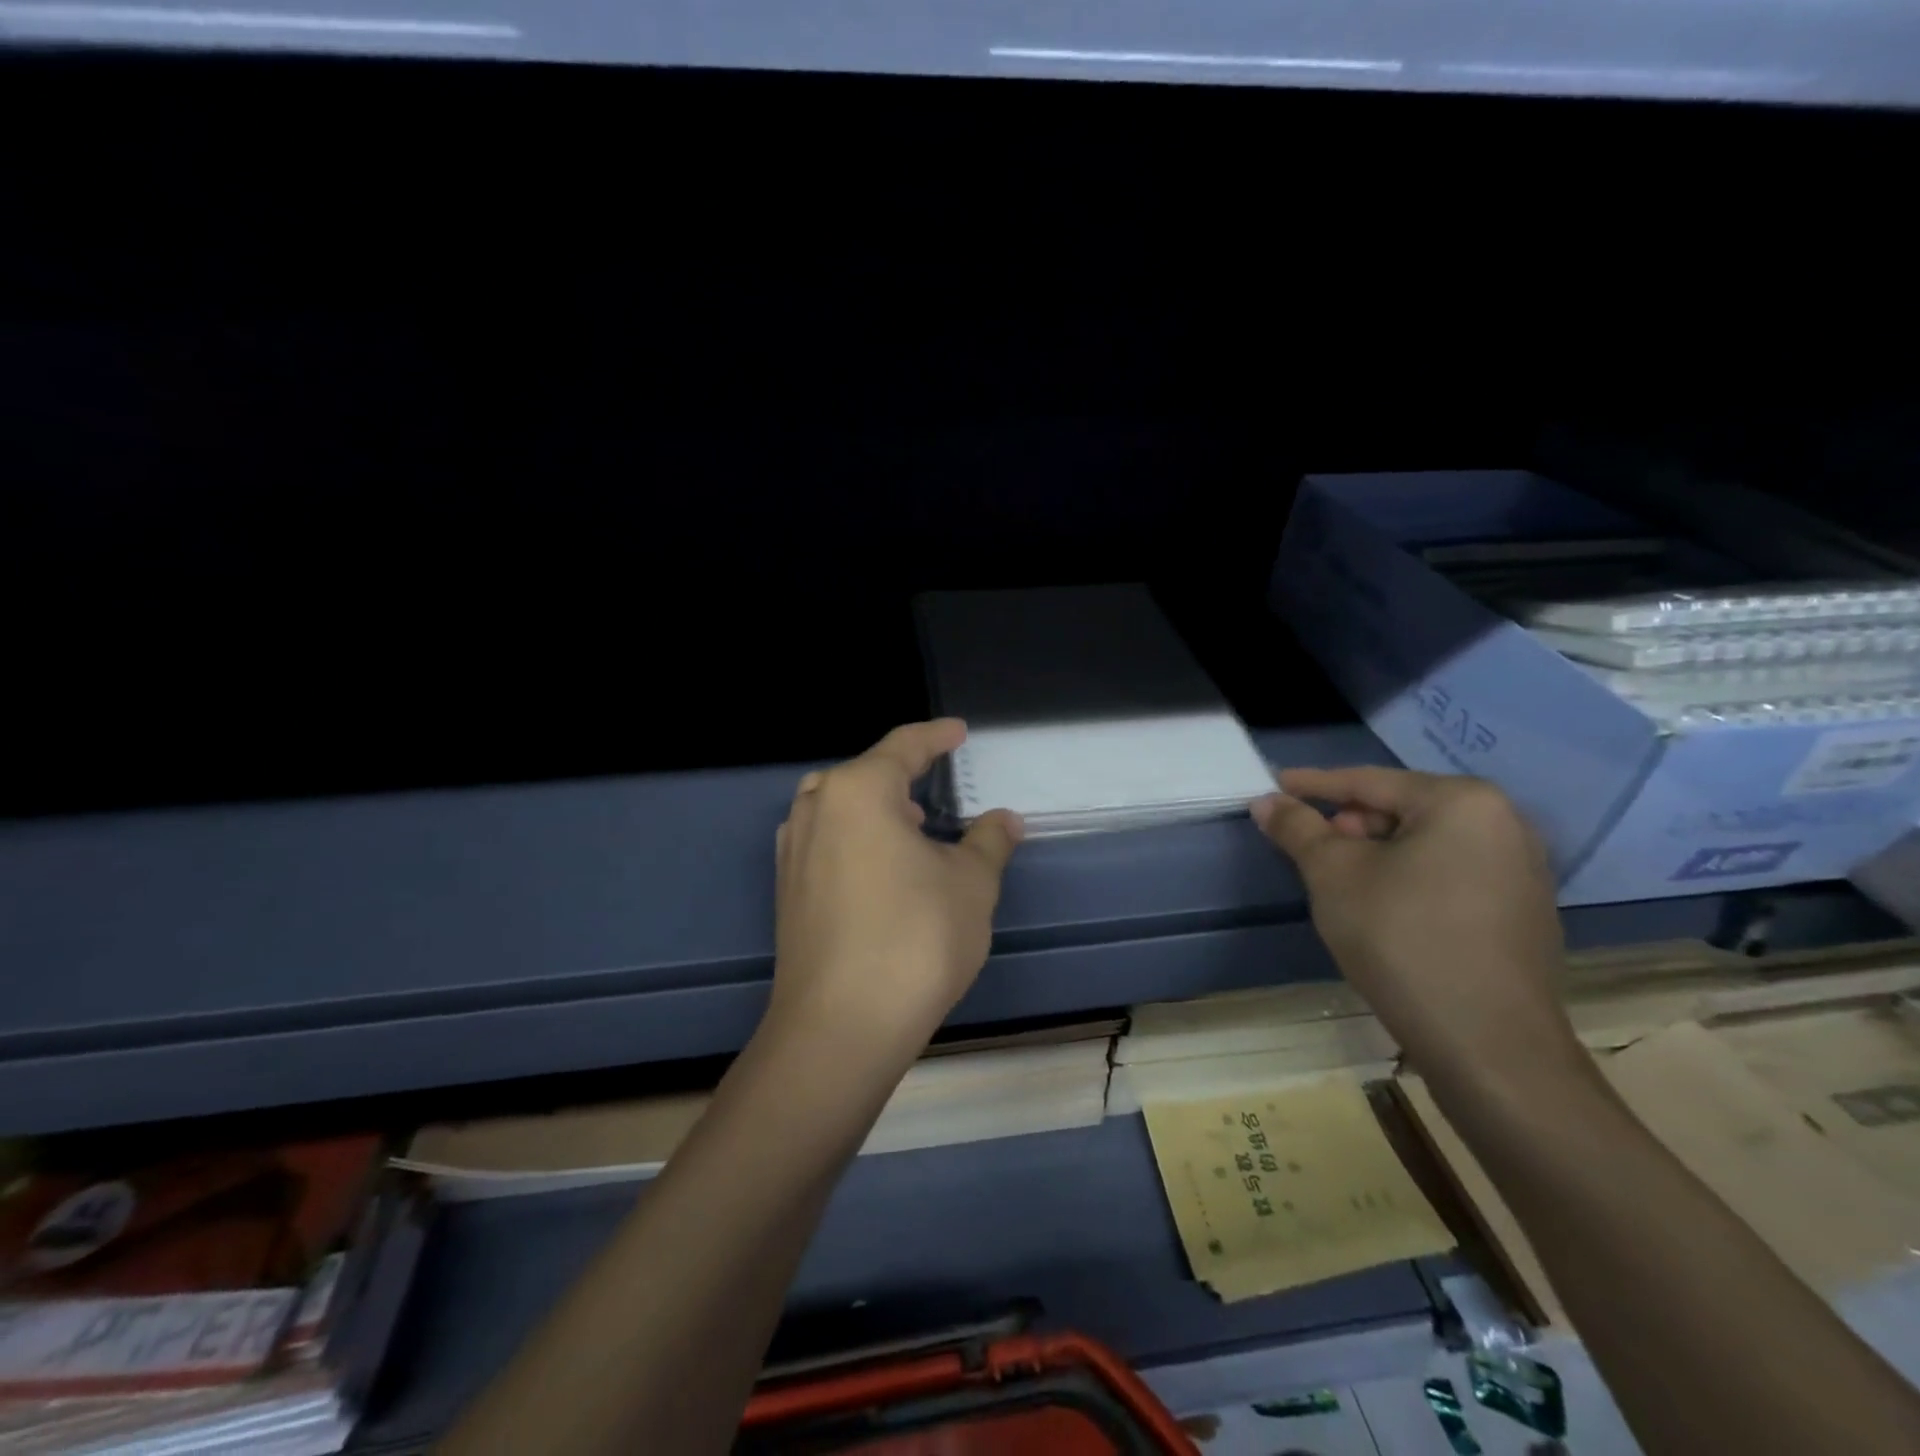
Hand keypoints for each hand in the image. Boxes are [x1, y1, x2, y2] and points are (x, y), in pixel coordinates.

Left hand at [769, 719, 1023, 1062]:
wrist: (840, 1026)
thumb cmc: (915, 939)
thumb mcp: (971, 884)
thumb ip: (989, 842)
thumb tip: (1005, 820)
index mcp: (858, 791)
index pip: (903, 746)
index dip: (936, 736)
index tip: (958, 732)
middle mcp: (816, 809)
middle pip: (862, 774)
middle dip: (900, 774)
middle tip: (934, 786)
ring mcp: (793, 851)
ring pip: (838, 808)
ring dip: (876, 808)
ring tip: (913, 829)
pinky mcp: (787, 890)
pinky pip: (825, 841)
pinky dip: (856, 839)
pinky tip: (882, 871)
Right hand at [1252, 767, 1581, 1088]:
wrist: (1489, 1045)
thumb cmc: (1402, 939)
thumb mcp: (1333, 876)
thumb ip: (1297, 828)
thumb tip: (1266, 801)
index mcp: (1462, 802)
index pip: (1369, 780)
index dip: (1313, 784)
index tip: (1273, 785)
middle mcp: (1504, 822)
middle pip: (1402, 808)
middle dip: (1348, 822)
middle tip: (1307, 844)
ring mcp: (1522, 868)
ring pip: (1426, 842)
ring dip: (1376, 851)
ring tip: (1340, 878)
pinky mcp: (1523, 909)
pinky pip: (1451, 871)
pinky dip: (1409, 875)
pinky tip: (1384, 906)